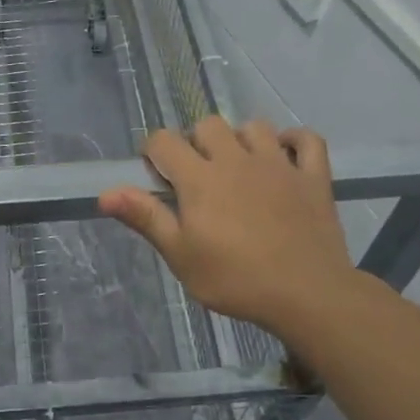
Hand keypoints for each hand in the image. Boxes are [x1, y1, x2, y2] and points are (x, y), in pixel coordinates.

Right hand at [99, 118, 360, 339]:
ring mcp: (279, 164)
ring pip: (254, 126)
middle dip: (196, 142)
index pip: (164, 141)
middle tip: (198, 175)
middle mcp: (237, 159)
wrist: (307, 295)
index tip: (157, 176)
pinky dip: (294, 142)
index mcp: (200, 178)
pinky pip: (307, 140)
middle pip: (208, 125)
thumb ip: (146, 218)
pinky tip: (285, 157)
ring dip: (241, 139)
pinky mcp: (313, 177)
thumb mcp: (180, 256)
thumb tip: (105, 193)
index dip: (154, 152)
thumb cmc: (235, 279)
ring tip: (239, 166)